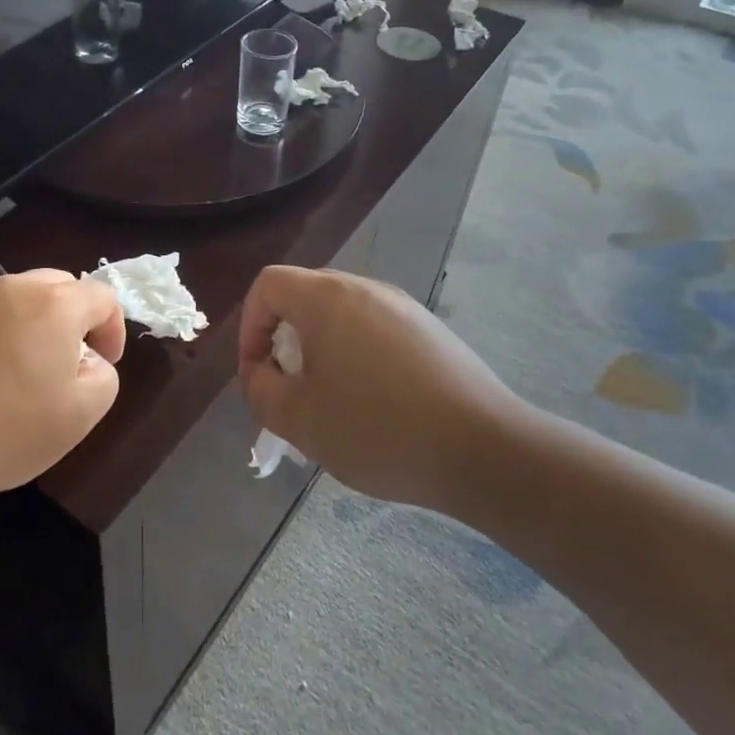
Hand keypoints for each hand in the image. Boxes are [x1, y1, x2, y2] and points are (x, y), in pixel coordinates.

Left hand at [0, 270, 125, 500]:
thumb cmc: (6, 429)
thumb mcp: (81, 414)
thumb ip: (103, 376)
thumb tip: (87, 359)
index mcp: (54, 304)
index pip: (102, 296)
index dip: (112, 330)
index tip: (103, 366)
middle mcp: (13, 288)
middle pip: (59, 287)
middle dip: (73, 320)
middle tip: (65, 365)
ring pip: (18, 299)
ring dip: (32, 325)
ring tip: (21, 373)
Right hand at [237, 266, 528, 513]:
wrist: (485, 450)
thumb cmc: (380, 429)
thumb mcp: (301, 420)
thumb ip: (261, 391)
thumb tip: (259, 373)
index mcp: (327, 298)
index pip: (268, 284)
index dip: (249, 324)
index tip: (257, 371)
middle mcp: (364, 288)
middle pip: (304, 294)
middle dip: (283, 337)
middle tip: (288, 386)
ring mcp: (402, 306)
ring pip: (340, 313)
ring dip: (320, 347)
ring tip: (330, 399)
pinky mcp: (430, 330)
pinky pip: (374, 328)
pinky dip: (356, 353)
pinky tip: (374, 402)